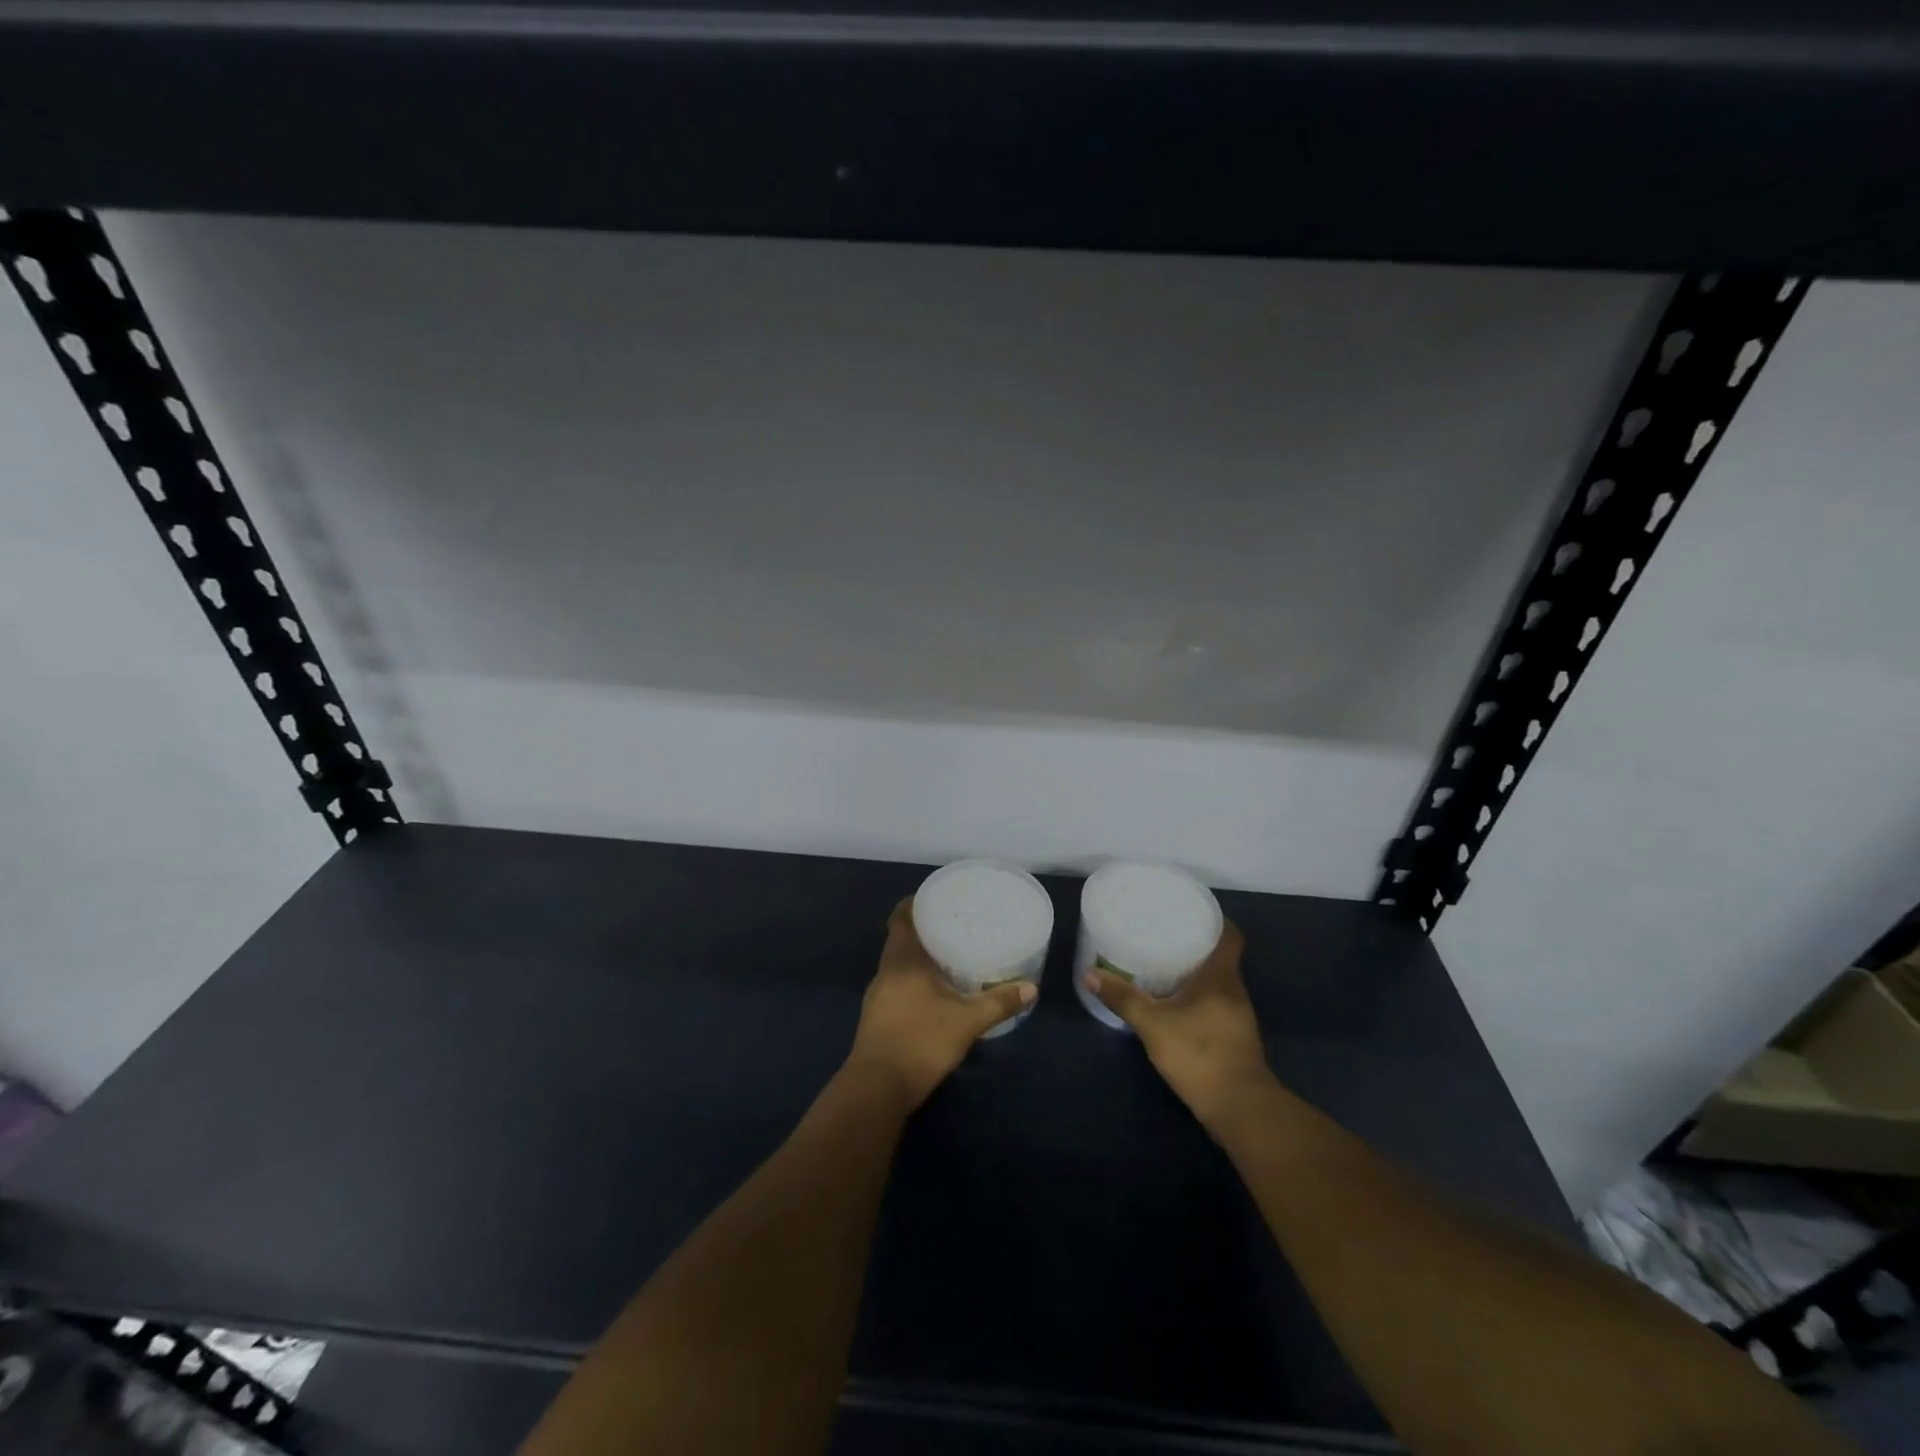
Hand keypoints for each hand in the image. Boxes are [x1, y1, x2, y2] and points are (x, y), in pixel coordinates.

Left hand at [846, 899, 1037, 1109]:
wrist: (877, 1089)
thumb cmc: (920, 1041)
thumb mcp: (966, 1021)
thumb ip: (998, 1002)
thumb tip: (1032, 988)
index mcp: (901, 959)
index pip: (901, 917)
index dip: (915, 903)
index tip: (938, 898)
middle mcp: (886, 971)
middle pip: (901, 939)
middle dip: (925, 930)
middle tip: (955, 925)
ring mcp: (878, 995)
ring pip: (899, 964)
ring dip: (920, 958)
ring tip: (950, 955)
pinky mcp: (878, 1017)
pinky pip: (897, 985)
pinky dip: (915, 980)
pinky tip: (936, 992)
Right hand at [1083, 921, 1274, 1129]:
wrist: (1239, 1108)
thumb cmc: (1199, 1054)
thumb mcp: (1153, 1024)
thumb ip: (1123, 998)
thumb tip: (1090, 973)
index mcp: (1221, 977)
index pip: (1230, 936)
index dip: (1215, 920)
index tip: (1190, 913)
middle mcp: (1235, 991)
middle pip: (1221, 958)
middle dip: (1197, 946)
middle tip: (1165, 937)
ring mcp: (1238, 1017)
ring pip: (1218, 983)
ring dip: (1197, 975)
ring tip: (1165, 966)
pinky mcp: (1235, 1038)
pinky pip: (1216, 1005)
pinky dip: (1198, 999)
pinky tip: (1175, 1005)